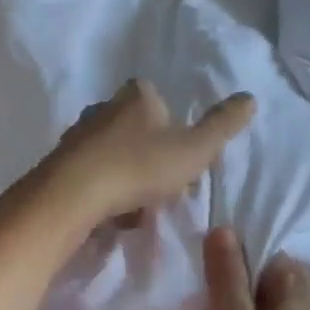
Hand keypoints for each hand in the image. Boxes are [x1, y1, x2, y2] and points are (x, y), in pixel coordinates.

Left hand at [35, 80, 254, 231]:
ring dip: (126, 174)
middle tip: (161, 184)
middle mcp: (103, 107)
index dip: (173, 128)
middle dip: (148, 153)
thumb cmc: (140, 166)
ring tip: (137, 205)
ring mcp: (78, 134)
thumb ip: (222, 125)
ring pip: (112, 152)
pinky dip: (104, 189)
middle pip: (134, 127)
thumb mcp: (194, 149)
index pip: (160, 101)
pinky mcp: (59, 162)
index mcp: (136, 95)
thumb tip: (250, 98)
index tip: (180, 157)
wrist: (73, 196)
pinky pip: (91, 174)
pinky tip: (112, 213)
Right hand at [203, 226, 309, 309]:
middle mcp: (303, 290)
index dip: (224, 257)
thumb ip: (226, 274)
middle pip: (255, 271)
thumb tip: (221, 228)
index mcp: (294, 276)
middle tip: (200, 304)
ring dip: (234, 309)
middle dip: (227, 284)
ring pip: (258, 299)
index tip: (199, 277)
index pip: (254, 246)